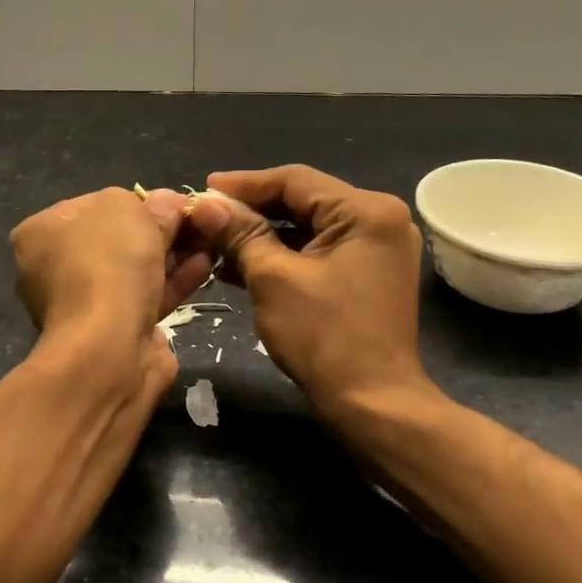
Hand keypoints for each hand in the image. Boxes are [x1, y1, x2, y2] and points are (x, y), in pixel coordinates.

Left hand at [11, 187, 215, 394]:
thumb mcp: (127, 209)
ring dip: (172, 256)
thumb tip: (168, 205)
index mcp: (40, 233)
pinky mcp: (112, 332)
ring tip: (209, 242)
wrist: (108, 348)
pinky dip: (173, 282)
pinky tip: (203, 268)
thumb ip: (150, 203)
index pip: (92, 206)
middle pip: (116, 239)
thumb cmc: (106, 264)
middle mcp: (53, 269)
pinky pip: (146, 298)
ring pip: (134, 271)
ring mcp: (82, 304)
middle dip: (159, 230)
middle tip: (197, 222)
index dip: (136, 201)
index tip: (171, 203)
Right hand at [192, 166, 431, 417]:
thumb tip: (205, 205)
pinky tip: (240, 264)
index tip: (203, 190)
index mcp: (365, 211)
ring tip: (215, 242)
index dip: (244, 184)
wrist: (371, 402)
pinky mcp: (366, 272)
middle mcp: (378, 219)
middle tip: (206, 216)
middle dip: (250, 212)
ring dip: (261, 235)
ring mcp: (375, 247)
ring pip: (306, 227)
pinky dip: (282, 255)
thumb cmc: (323, 336)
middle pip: (301, 201)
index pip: (294, 180)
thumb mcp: (272, 278)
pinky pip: (317, 250)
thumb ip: (240, 234)